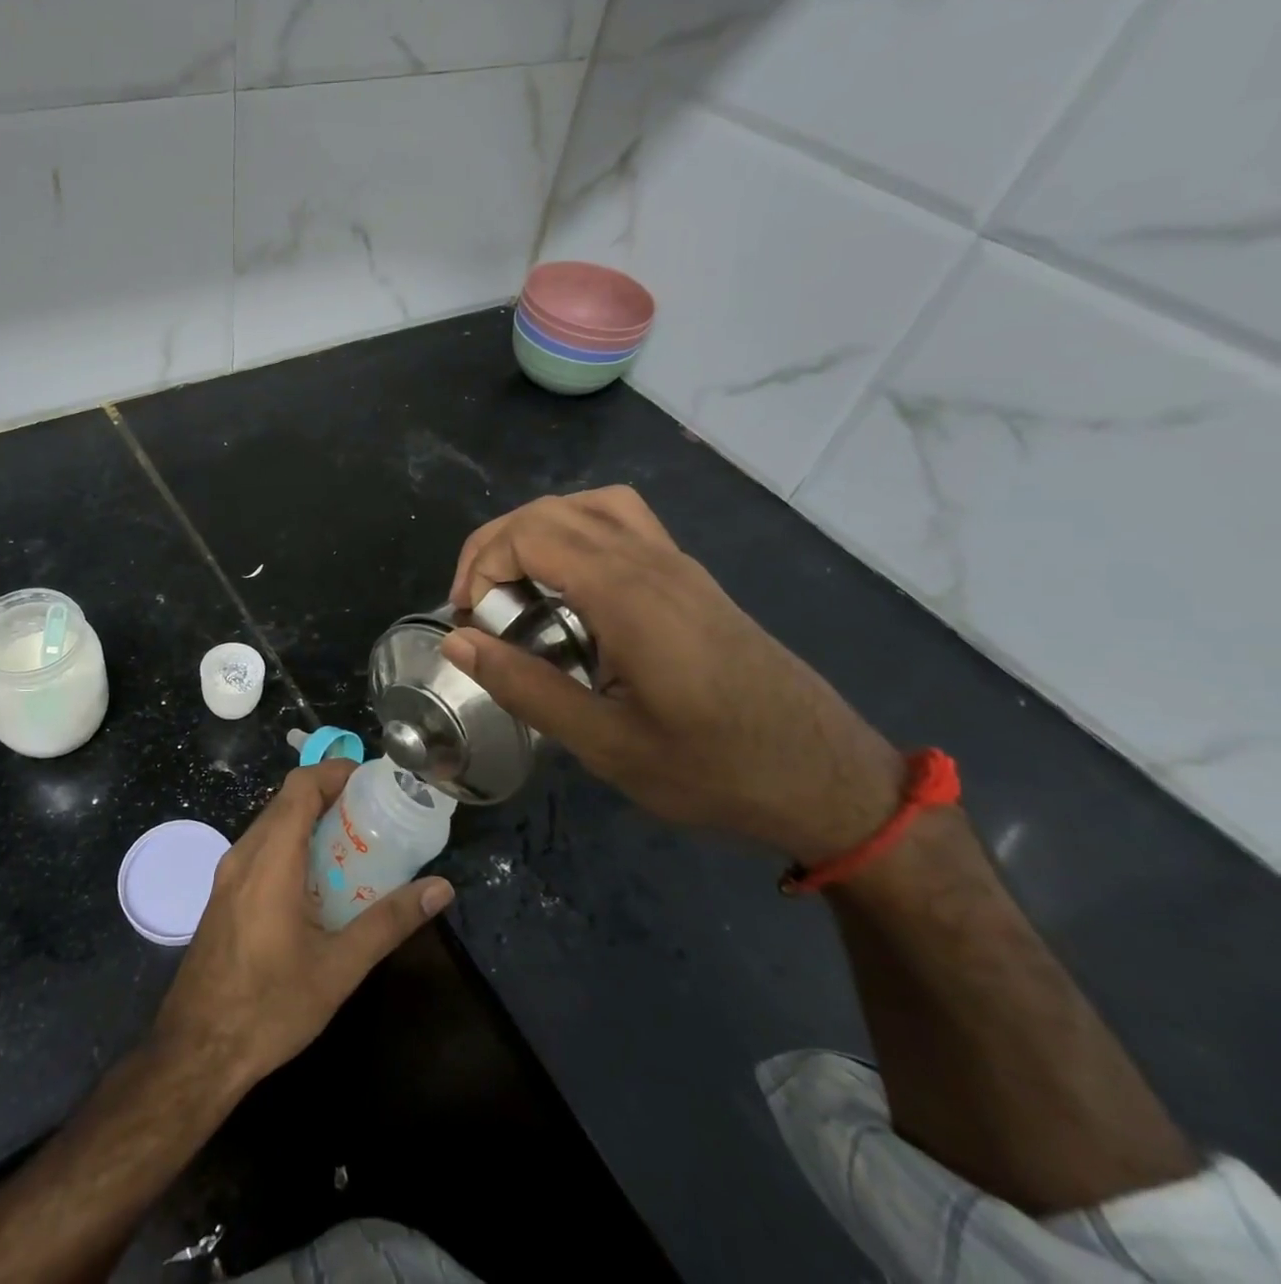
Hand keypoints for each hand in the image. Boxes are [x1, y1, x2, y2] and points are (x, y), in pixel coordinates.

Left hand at [152, 760, 454, 1091]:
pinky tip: (320, 880)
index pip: (300, 786)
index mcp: (269, 860)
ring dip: (311, 821)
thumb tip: (440, 888)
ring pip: (272, 824)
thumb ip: (390, 921)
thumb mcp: (339, 968)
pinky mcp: (223, 896)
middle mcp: (243, 855)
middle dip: (331, 795)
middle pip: (286, 800)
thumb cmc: (269, 1008)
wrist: (195, 1054)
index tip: (374, 781)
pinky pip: (261, 849)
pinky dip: (293, 844)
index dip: (336, 772)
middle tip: (375, 813)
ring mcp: (227, 876)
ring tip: (355, 842)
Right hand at [444, 487, 901, 864]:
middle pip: (553, 510)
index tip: (468, 621)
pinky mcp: (691, 578)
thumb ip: (525, 686)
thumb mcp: (606, 744)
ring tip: (516, 587)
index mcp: (628, 595)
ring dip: (537, 533)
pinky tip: (570, 590)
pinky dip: (576, 534)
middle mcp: (652, 561)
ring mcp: (677, 563)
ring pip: (590, 505)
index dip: (482, 565)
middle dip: (496, 546)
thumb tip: (456, 640)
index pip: (531, 534)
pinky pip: (622, 522)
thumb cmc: (713, 769)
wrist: (827, 777)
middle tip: (477, 607)